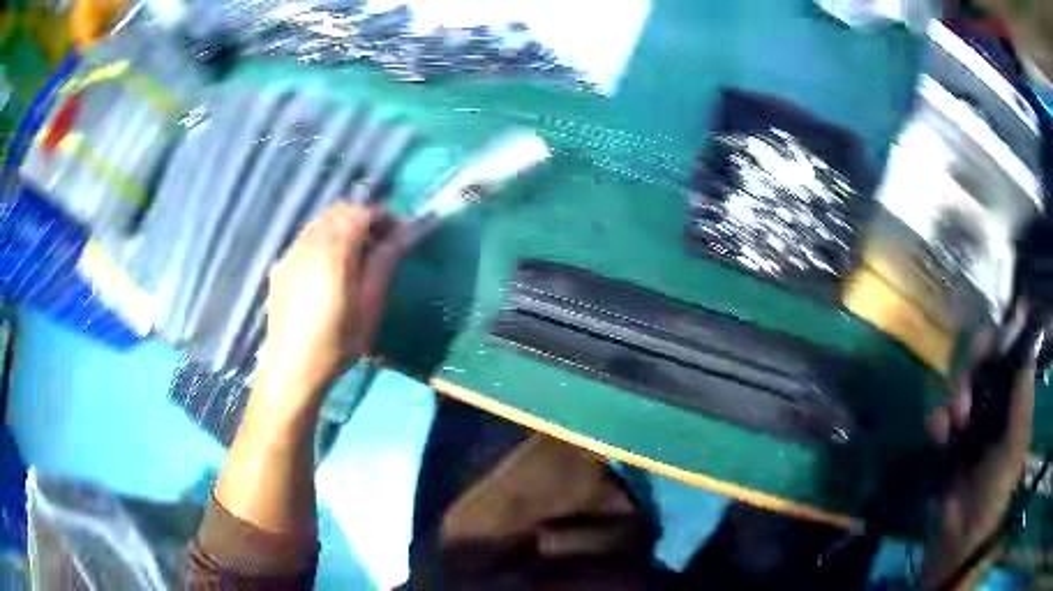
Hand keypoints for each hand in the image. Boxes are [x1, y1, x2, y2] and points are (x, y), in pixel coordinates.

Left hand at [257, 203, 406, 414]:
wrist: (292, 370)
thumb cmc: (337, 343)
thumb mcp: (370, 306)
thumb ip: (385, 262)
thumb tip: (405, 232)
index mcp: (333, 252)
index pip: (361, 213)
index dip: (384, 216)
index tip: (400, 233)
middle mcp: (308, 244)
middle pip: (339, 212)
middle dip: (363, 218)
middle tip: (381, 242)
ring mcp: (290, 254)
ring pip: (320, 223)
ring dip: (342, 227)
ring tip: (357, 254)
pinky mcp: (280, 267)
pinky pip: (305, 239)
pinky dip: (324, 240)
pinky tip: (330, 269)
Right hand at [921, 338, 1034, 588]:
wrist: (958, 537)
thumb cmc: (995, 489)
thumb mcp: (1015, 444)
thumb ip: (1022, 398)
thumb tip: (1027, 348)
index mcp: (1012, 407)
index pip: (1008, 360)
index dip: (999, 345)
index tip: (989, 341)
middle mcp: (992, 411)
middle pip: (982, 368)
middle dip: (973, 370)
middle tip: (967, 386)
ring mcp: (968, 429)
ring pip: (959, 390)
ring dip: (955, 398)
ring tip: (955, 421)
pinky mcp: (945, 446)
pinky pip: (938, 419)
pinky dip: (938, 422)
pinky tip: (940, 437)